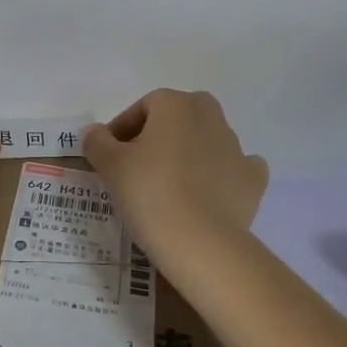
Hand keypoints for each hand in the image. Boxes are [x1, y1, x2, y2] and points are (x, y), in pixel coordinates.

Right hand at [84, 90, 268, 254]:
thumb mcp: (111, 166)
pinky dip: (222, 175)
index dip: (122, 129)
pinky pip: (234, 168)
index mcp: (176, 104)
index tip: (109, 155)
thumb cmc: (150, 192)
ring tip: (168, 186)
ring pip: (206, 140)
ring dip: (188, 154)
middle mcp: (210, 116)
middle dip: (159, 134)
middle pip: (178, 117)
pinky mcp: (253, 179)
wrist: (201, 242)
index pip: (143, 107)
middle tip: (139, 165)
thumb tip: (93, 131)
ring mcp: (236, 147)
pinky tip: (207, 194)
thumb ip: (98, 142)